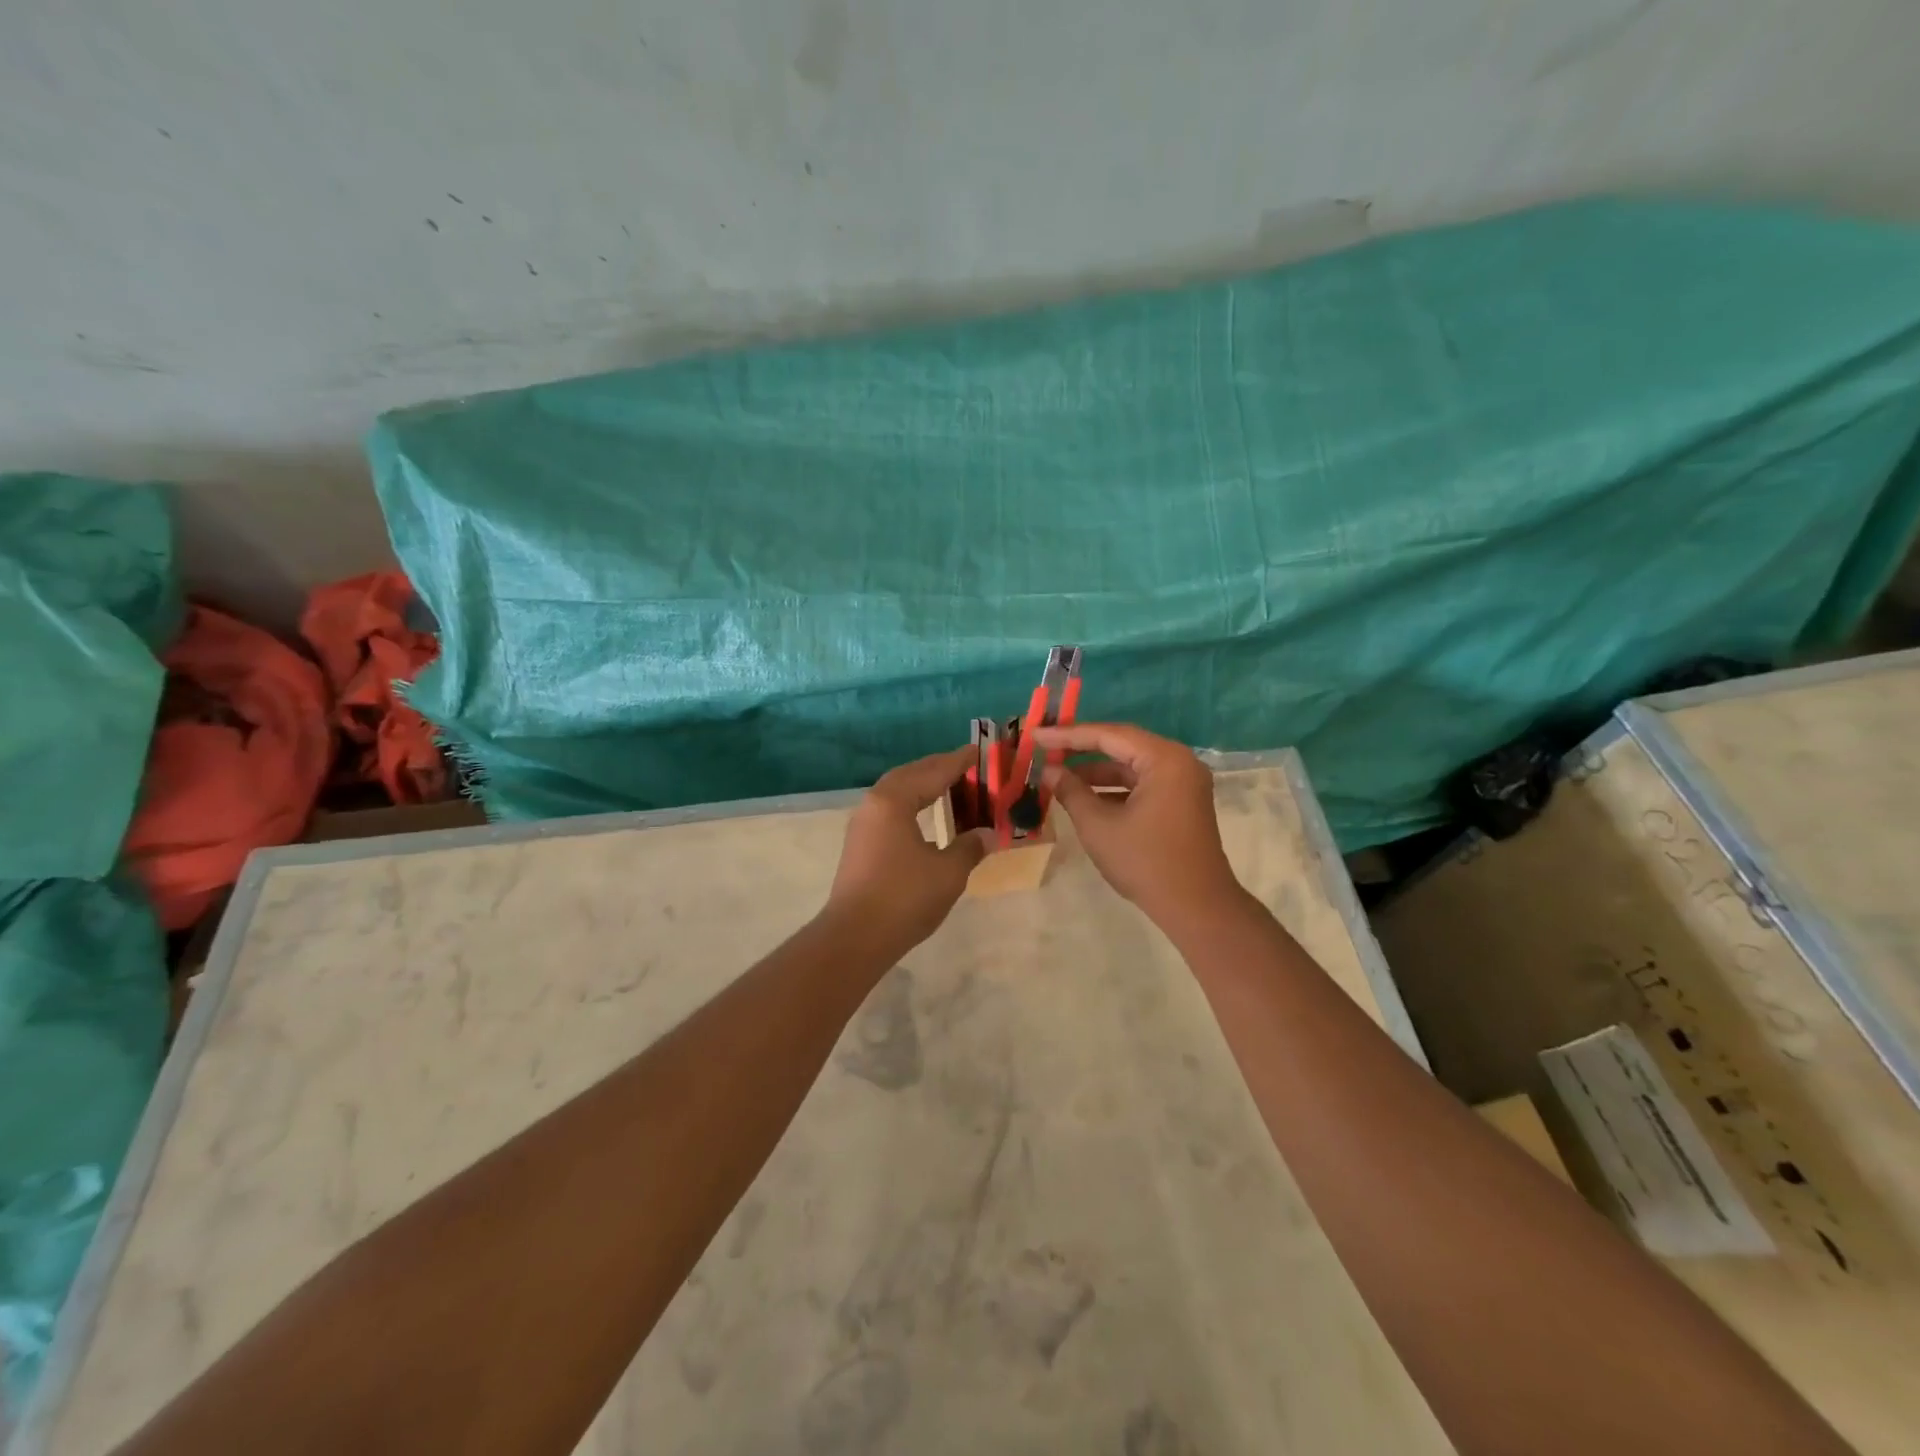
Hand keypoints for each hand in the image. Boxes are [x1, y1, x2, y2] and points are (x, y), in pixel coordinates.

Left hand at [824, 746, 991, 954]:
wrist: (855, 937)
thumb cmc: (905, 898)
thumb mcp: (949, 872)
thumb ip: (969, 847)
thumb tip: (986, 834)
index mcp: (894, 801)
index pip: (933, 771)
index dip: (959, 762)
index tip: (979, 751)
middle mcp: (874, 803)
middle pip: (911, 775)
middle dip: (939, 768)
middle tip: (968, 766)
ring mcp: (863, 824)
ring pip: (897, 791)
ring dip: (923, 785)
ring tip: (950, 786)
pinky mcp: (860, 844)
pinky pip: (890, 809)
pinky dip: (912, 803)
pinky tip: (925, 815)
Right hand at [1035, 723, 1247, 930]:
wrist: (1196, 907)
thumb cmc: (1146, 862)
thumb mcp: (1098, 826)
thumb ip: (1071, 792)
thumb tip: (1049, 772)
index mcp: (1164, 759)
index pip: (1109, 735)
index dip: (1068, 735)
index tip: (1036, 735)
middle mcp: (1179, 762)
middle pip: (1122, 745)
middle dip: (1082, 750)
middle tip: (1045, 750)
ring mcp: (1183, 782)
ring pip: (1131, 766)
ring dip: (1096, 772)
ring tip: (1058, 776)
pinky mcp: (1181, 802)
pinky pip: (1142, 783)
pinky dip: (1114, 788)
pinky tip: (1085, 797)